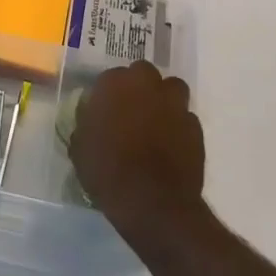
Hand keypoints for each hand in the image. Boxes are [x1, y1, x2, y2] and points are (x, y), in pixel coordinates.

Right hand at [68, 60, 205, 247]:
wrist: (151, 202)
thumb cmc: (107, 171)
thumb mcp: (80, 148)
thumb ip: (86, 124)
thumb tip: (90, 119)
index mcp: (114, 84)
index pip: (111, 76)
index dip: (109, 93)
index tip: (105, 110)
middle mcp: (147, 85)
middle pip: (144, 73)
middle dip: (139, 86)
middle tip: (131, 110)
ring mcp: (174, 104)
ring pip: (172, 88)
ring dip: (164, 99)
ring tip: (156, 121)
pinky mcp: (195, 127)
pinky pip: (186, 117)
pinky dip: (179, 126)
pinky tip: (171, 145)